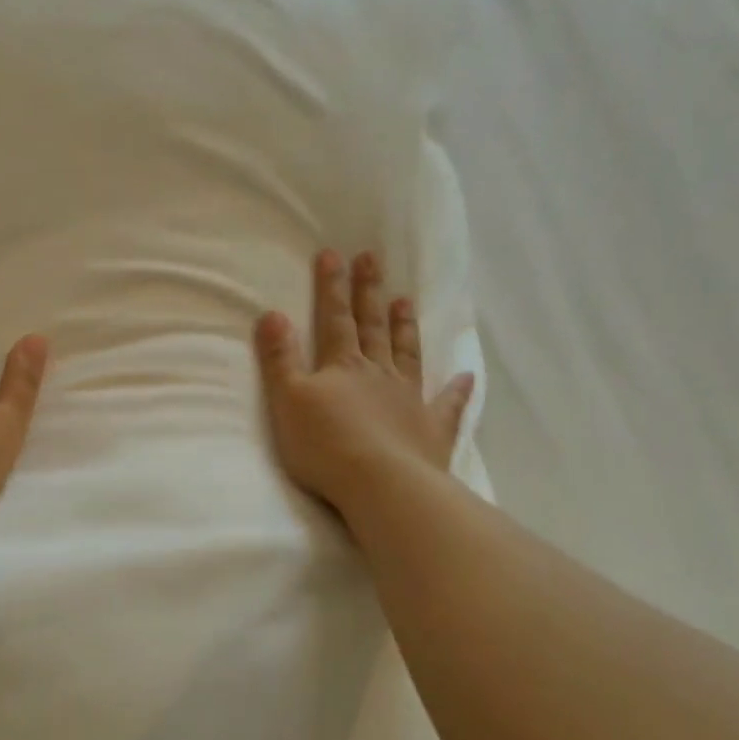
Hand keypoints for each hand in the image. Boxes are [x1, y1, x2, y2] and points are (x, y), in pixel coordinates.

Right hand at [256, 249, 473, 515]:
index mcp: (343, 366)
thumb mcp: (288, 400)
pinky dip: (457, 391)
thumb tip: (271, 314)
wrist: (380, 485)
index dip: (332, 287)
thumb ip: (280, 359)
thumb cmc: (325, 445)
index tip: (334, 254)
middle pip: (373, 327)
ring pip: (407, 355)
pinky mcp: (432, 430)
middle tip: (373, 259)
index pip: (334, 319)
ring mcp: (409, 400)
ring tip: (406, 301)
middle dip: (369, 293)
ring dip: (405, 327)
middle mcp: (379, 374)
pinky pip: (447, 405)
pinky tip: (466, 377)